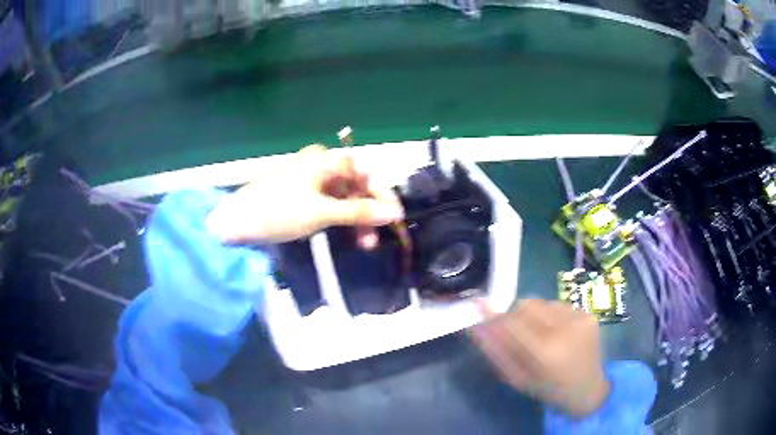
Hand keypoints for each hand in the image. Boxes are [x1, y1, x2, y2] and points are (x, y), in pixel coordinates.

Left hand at [207, 145, 403, 245]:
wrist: (235, 223)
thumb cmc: (277, 211)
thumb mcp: (320, 213)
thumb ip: (358, 212)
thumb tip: (394, 213)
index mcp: (324, 159)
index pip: (364, 173)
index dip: (382, 195)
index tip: (396, 218)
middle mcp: (319, 164)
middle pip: (355, 186)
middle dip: (368, 211)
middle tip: (375, 239)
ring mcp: (310, 180)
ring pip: (344, 197)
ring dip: (355, 219)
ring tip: (363, 244)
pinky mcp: (303, 195)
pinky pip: (330, 204)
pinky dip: (340, 219)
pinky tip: (346, 235)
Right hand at [469, 300, 609, 416]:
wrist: (588, 389)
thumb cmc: (549, 390)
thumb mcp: (518, 379)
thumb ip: (497, 352)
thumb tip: (476, 327)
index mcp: (546, 352)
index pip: (512, 322)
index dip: (495, 314)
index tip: (479, 306)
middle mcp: (565, 328)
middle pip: (527, 304)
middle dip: (515, 314)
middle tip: (515, 330)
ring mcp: (580, 317)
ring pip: (543, 302)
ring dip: (534, 314)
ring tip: (539, 334)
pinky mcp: (589, 313)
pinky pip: (559, 305)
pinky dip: (550, 315)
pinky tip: (557, 332)